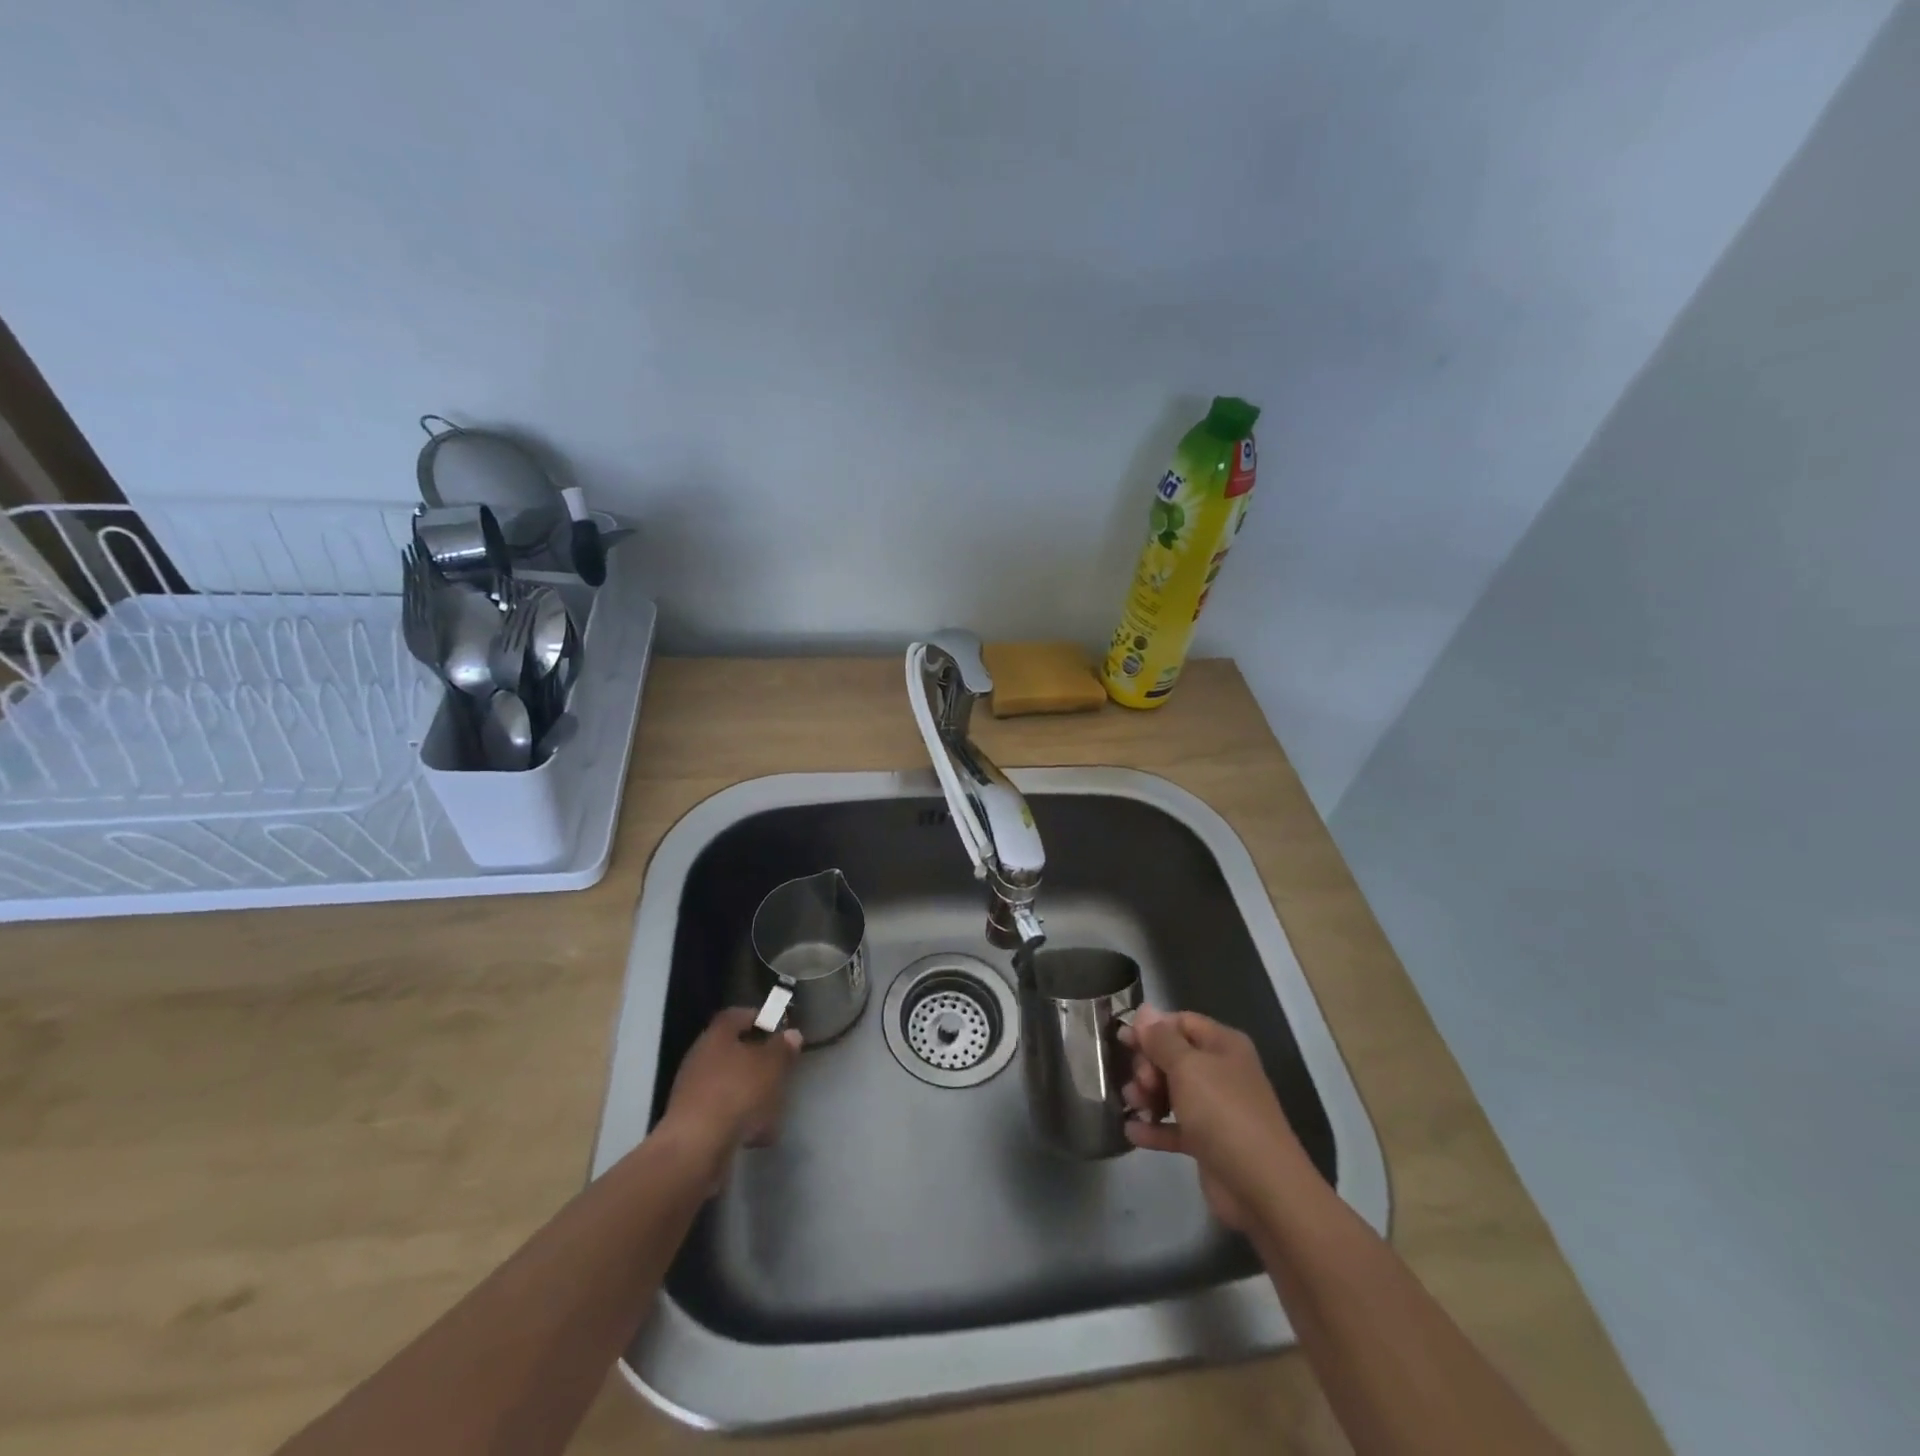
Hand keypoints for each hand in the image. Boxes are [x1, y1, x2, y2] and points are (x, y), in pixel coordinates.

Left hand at [657, 1008, 802, 1185]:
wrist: (695, 1149)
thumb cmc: (737, 1093)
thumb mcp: (771, 1065)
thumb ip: (782, 1048)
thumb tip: (791, 1034)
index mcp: (716, 1036)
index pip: (736, 1015)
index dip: (757, 1017)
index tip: (777, 1026)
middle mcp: (700, 1059)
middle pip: (733, 1051)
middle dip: (758, 1060)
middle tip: (780, 1067)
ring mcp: (693, 1092)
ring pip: (730, 1084)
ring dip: (752, 1092)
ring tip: (775, 1106)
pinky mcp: (693, 1123)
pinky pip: (724, 1112)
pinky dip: (741, 1119)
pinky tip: (759, 1135)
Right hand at [1119, 1005, 1312, 1232]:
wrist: (1262, 1187)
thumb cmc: (1223, 1113)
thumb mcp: (1187, 1067)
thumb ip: (1161, 1039)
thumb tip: (1144, 1010)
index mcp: (1223, 1045)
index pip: (1181, 1022)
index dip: (1152, 1028)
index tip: (1123, 1040)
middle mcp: (1221, 1072)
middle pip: (1173, 1057)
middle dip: (1148, 1066)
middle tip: (1140, 1083)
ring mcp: (1216, 1109)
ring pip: (1172, 1091)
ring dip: (1147, 1096)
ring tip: (1132, 1105)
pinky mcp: (1208, 1142)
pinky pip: (1175, 1127)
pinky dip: (1154, 1128)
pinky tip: (1131, 1131)